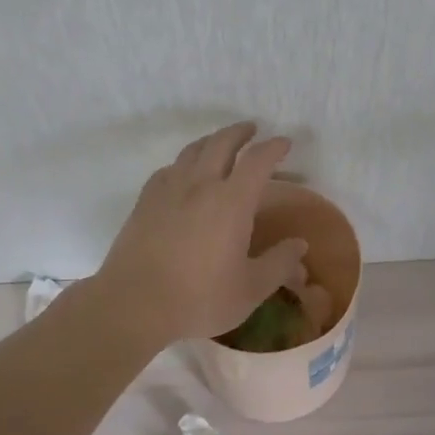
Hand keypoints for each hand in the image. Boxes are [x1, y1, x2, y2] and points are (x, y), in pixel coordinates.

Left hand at [91, 122, 308, 348]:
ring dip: (211, 141)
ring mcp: (168, 190)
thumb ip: (279, 264)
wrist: (133, 305)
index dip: (274, 147)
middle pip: (221, 143)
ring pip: (192, 151)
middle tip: (252, 130)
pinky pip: (168, 169)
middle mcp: (200, 185)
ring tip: (219, 143)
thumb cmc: (199, 299)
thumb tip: (300, 245)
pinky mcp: (144, 202)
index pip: (258, 160)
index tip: (285, 143)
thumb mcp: (250, 289)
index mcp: (232, 201)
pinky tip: (182, 174)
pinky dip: (183, 163)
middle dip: (240, 132)